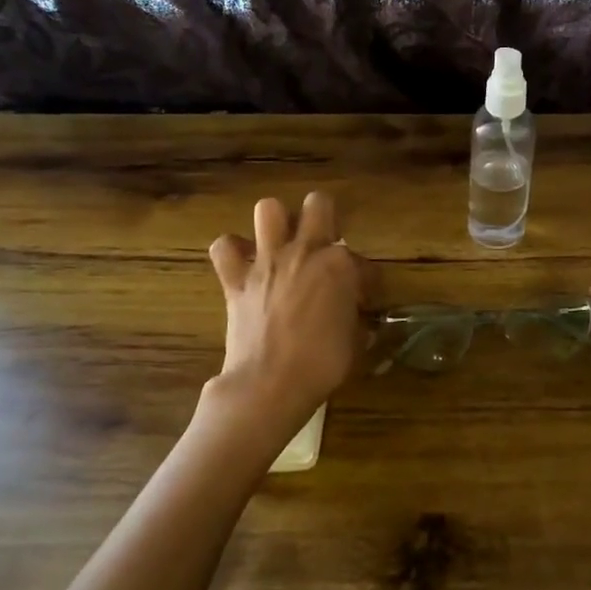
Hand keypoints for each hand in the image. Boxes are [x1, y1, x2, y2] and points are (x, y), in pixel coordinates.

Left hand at [209, 192, 371, 420]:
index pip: (362, 261)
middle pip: (318, 205)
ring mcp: (267, 262)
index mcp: (340, 265)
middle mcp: (304, 252)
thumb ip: (356, 319)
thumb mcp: (355, 343)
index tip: (364, 297)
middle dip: (325, 216)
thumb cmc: (322, 365)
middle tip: (325, 242)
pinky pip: (224, 248)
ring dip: (277, 222)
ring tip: (282, 242)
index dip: (366, 279)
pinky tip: (243, 262)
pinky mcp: (236, 280)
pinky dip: (232, 251)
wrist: (270, 384)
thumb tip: (356, 317)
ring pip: (268, 209)